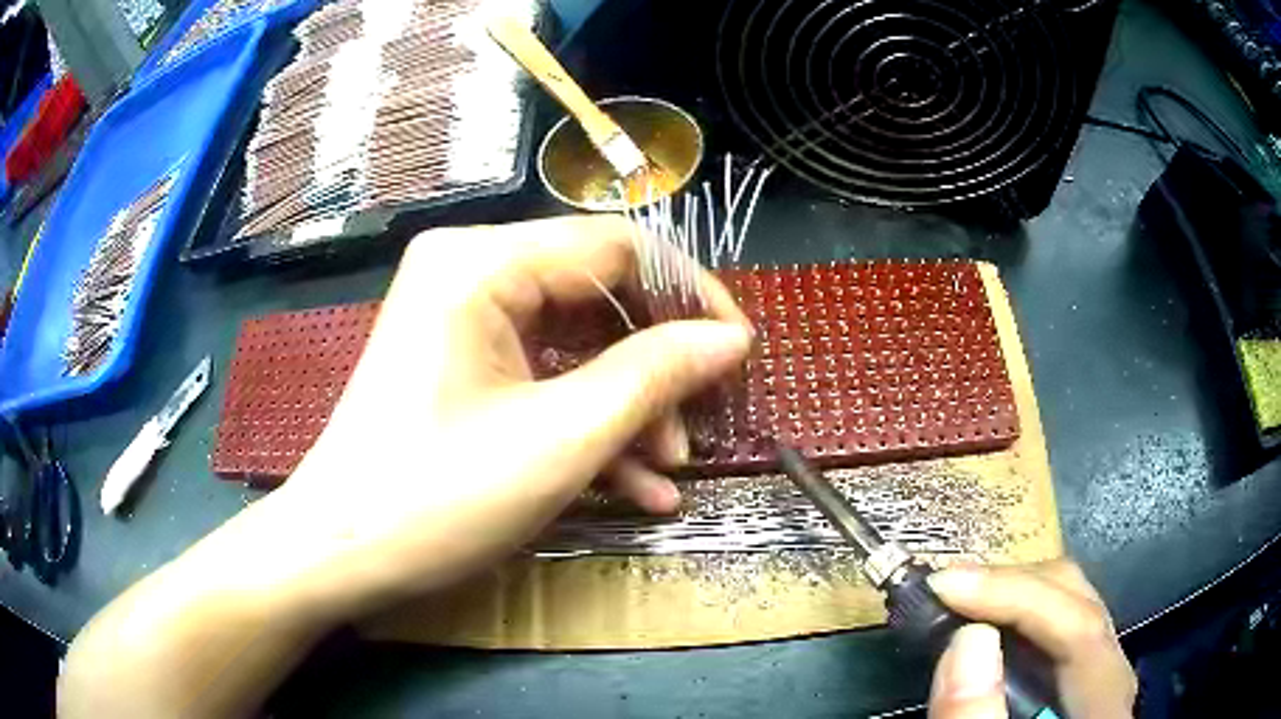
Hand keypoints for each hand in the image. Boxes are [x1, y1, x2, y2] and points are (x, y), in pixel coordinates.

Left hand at [60, 216, 753, 717]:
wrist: (338, 555)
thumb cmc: (437, 497)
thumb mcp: (561, 439)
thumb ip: (655, 376)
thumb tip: (731, 338)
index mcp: (482, 262)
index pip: (617, 248)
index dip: (689, 295)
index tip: (737, 351)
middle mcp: (470, 272)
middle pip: (598, 299)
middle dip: (657, 368)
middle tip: (701, 426)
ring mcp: (463, 321)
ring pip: (576, 348)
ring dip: (629, 410)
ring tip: (669, 472)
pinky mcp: (461, 366)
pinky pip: (542, 379)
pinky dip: (588, 426)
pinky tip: (634, 488)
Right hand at [925, 560, 1136, 718]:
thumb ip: (976, 718)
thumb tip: (967, 638)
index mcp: (1104, 705)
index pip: (1080, 627)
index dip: (1016, 595)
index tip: (945, 585)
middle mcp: (1111, 680)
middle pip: (1079, 603)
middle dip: (1011, 586)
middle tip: (946, 590)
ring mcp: (1098, 677)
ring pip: (1070, 607)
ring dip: (1012, 596)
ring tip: (959, 600)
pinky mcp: (1078, 682)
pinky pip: (1055, 630)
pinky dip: (1016, 618)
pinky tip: (984, 626)